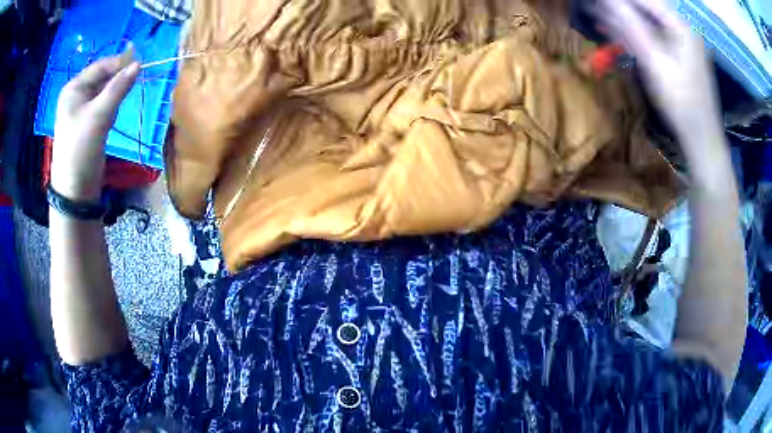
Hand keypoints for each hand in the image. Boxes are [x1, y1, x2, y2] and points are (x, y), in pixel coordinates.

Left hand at [52, 56, 138, 200]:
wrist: (75, 191)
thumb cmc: (81, 149)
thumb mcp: (99, 115)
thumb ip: (118, 87)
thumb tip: (138, 64)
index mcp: (73, 88)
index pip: (100, 66)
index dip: (119, 63)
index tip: (140, 65)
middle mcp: (77, 96)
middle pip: (103, 78)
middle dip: (116, 84)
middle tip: (128, 92)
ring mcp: (82, 111)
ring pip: (105, 93)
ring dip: (114, 99)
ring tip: (113, 114)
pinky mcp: (88, 124)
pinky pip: (104, 107)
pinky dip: (111, 110)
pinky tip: (110, 122)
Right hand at [598, 0, 722, 146]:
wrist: (702, 138)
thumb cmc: (682, 104)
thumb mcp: (655, 63)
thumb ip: (631, 28)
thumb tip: (607, 2)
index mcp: (681, 25)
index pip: (644, 0)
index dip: (619, 1)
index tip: (599, 2)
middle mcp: (682, 26)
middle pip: (646, 7)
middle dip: (620, 9)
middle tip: (596, 9)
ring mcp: (681, 39)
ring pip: (647, 20)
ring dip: (623, 19)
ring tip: (598, 16)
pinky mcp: (678, 52)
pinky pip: (652, 34)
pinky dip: (634, 33)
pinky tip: (616, 31)